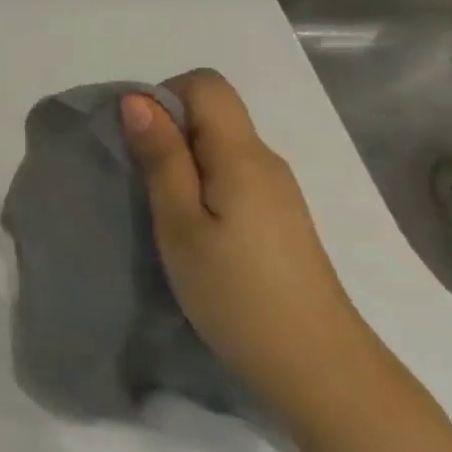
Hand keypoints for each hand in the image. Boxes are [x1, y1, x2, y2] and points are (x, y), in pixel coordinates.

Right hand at [122, 71, 375, 426]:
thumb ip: (161, 159)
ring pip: (219, 146)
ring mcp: (277, 191)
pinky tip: (190, 229)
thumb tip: (137, 100)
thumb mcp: (180, 224)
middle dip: (166, 130)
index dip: (162, 97)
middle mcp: (266, 161)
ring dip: (180, 161)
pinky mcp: (277, 218)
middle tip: (138, 182)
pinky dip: (199, 184)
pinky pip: (230, 175)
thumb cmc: (235, 292)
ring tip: (158, 210)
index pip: (205, 84)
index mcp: (243, 155)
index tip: (136, 142)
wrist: (316, 366)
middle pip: (212, 113)